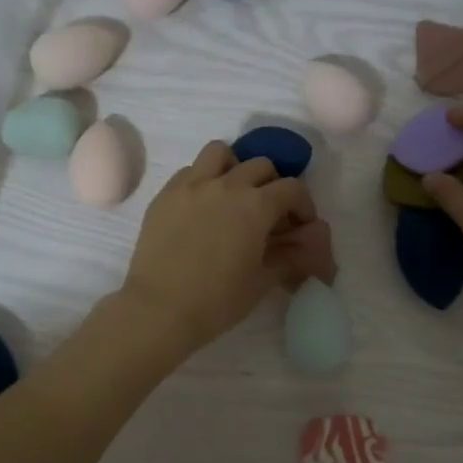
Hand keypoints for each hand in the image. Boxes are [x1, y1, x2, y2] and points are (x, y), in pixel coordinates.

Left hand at [116, 141, 315, 355]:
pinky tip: (202, 206)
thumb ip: (287, 257)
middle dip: (272, 184)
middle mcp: (226, 185)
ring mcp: (192, 185)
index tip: (300, 225)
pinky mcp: (165, 194)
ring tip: (233, 194)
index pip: (292, 189)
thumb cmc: (217, 301)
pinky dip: (203, 179)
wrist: (160, 309)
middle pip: (260, 165)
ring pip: (220, 153)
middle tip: (269, 212)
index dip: (303, 205)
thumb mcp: (262, 281)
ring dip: (234, 167)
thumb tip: (302, 247)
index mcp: (256, 205)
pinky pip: (189, 171)